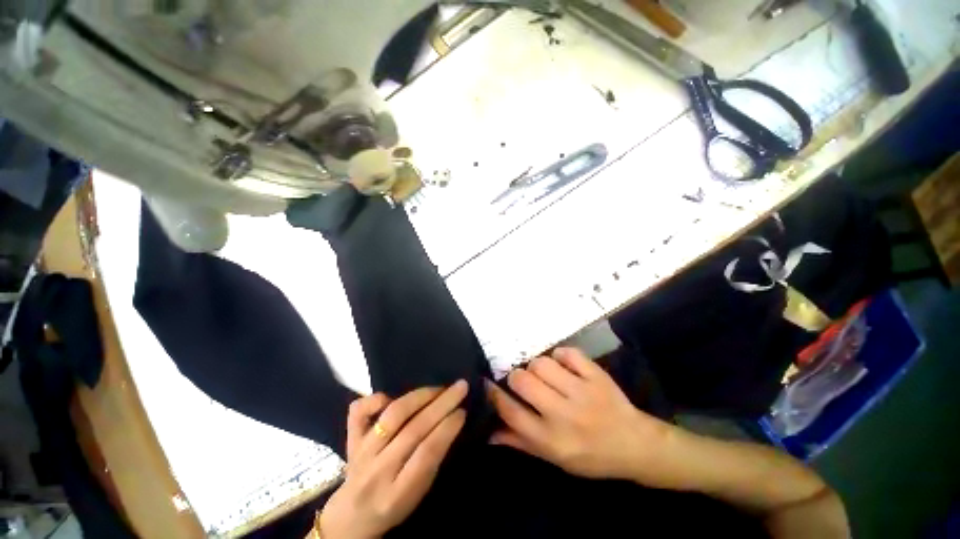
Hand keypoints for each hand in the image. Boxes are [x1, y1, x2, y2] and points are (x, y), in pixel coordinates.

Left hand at [319, 382, 467, 538]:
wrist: (353, 514)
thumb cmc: (393, 507)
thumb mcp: (418, 497)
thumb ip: (429, 468)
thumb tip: (447, 430)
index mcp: (402, 490)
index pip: (427, 453)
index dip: (446, 429)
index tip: (463, 411)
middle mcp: (380, 468)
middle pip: (412, 430)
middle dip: (439, 406)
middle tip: (459, 388)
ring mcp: (362, 452)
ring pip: (390, 418)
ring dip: (416, 398)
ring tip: (437, 388)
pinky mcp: (350, 441)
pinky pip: (357, 413)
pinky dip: (373, 399)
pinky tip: (390, 397)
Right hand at [486, 347, 676, 484]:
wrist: (634, 445)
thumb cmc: (591, 459)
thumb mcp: (554, 459)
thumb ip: (521, 443)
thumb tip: (489, 433)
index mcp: (548, 438)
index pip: (510, 411)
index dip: (493, 396)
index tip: (486, 386)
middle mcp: (561, 413)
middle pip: (522, 382)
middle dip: (514, 379)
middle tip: (520, 384)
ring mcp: (581, 392)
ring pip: (542, 364)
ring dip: (535, 367)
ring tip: (541, 375)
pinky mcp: (598, 377)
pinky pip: (570, 354)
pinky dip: (560, 356)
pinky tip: (561, 366)